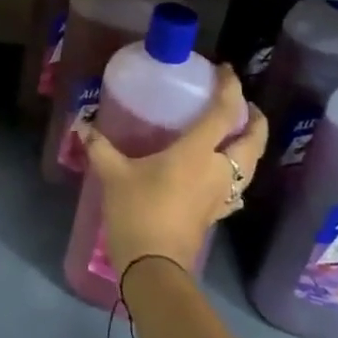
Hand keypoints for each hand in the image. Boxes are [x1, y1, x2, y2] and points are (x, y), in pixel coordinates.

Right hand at [84, 66, 265, 278]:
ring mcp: (222, 195)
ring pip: (251, 165)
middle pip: (253, 140)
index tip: (226, 70)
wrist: (154, 267)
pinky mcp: (217, 214)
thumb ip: (100, 146)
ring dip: (251, 145)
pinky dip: (239, 172)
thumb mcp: (113, 174)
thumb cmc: (138, 212)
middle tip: (241, 103)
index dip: (230, 88)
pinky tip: (223, 172)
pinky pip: (238, 186)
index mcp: (199, 152)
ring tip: (236, 133)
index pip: (225, 112)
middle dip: (254, 118)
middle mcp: (219, 170)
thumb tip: (82, 124)